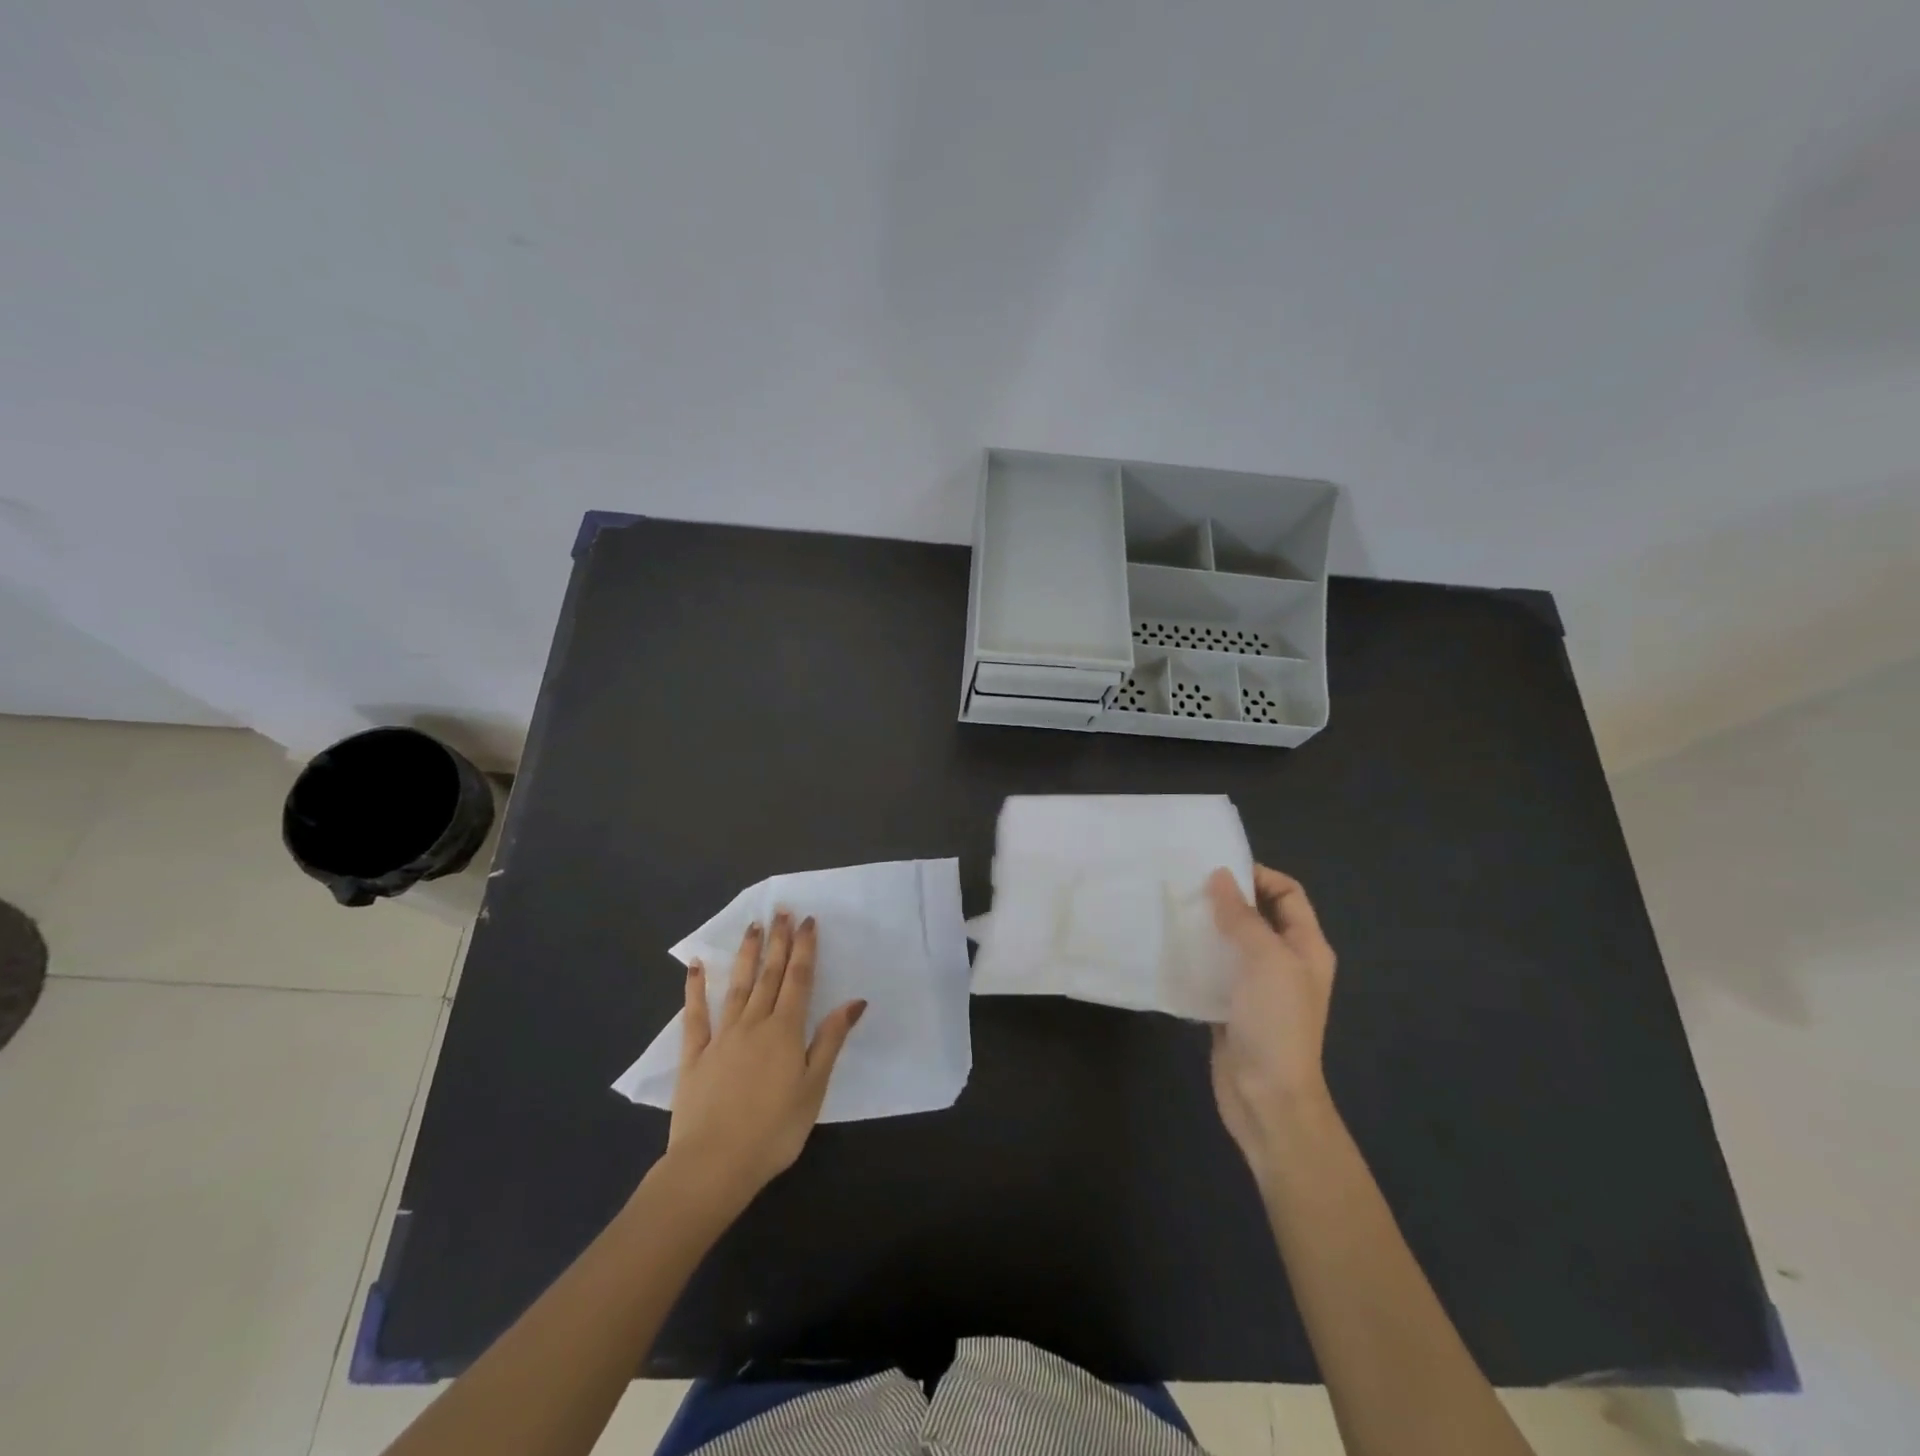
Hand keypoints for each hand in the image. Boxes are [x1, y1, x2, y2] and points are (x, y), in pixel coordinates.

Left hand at [663, 912, 864, 1210]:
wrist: (714, 1165)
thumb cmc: (774, 1131)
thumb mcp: (813, 1088)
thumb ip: (830, 1041)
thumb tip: (853, 1001)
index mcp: (785, 1031)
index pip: (798, 980)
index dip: (804, 949)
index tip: (807, 921)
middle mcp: (754, 1024)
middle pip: (768, 975)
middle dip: (778, 941)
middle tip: (781, 911)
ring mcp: (721, 1037)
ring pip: (736, 986)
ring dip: (746, 954)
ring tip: (753, 926)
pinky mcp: (694, 1055)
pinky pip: (695, 1015)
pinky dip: (695, 989)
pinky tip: (696, 966)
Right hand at [1205, 866, 1338, 1182]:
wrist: (1267, 1098)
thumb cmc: (1276, 1022)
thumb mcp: (1265, 960)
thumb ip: (1243, 916)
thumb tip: (1220, 876)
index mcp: (1307, 947)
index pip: (1287, 893)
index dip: (1258, 876)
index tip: (1217, 870)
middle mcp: (1286, 962)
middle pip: (1259, 915)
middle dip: (1228, 898)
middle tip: (1188, 887)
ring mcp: (1259, 986)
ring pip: (1233, 941)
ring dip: (1209, 925)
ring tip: (1174, 912)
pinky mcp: (1232, 1006)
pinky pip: (1215, 969)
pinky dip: (1197, 955)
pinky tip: (1172, 949)